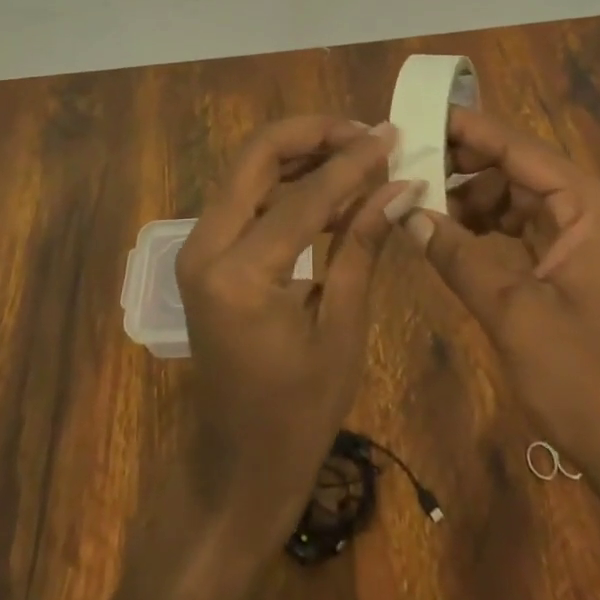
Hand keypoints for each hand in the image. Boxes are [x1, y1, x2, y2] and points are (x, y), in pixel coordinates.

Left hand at [175, 116, 409, 549]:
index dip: (353, 161)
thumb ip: (362, 245)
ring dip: (301, 151)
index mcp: (238, 275)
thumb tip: (400, 184)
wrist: (237, 467)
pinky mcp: (206, 252)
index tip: (392, 134)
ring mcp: (199, 246)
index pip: (304, 195)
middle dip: (313, 133)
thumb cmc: (297, 414)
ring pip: (249, 168)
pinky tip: (329, 182)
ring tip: (356, 150)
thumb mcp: (341, 329)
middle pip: (257, 156)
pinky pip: (247, 195)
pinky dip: (287, 180)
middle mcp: (205, 246)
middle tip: (366, 132)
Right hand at [409, 106, 599, 473]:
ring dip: (472, 197)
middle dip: (464, 164)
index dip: (468, 129)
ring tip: (422, 202)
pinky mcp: (577, 261)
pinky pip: (525, 224)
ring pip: (518, 194)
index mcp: (593, 207)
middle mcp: (594, 208)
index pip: (520, 148)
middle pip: (518, 167)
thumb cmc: (585, 381)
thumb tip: (405, 211)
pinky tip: (451, 232)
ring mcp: (588, 235)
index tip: (419, 114)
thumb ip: (457, 255)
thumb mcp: (513, 314)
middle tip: (409, 162)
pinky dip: (488, 225)